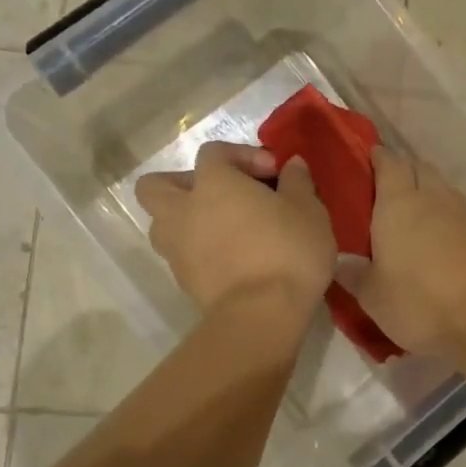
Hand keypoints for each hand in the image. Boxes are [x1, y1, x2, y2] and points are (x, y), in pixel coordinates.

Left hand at [136, 141, 335, 323]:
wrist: (263, 315)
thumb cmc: (288, 250)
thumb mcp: (308, 209)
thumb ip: (297, 181)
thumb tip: (292, 165)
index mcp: (212, 183)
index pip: (213, 152)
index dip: (243, 155)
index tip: (274, 172)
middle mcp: (183, 210)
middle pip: (157, 185)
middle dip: (183, 183)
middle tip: (220, 195)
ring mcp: (177, 249)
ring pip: (162, 223)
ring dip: (184, 219)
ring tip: (221, 228)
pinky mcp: (183, 281)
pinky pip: (181, 254)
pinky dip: (198, 250)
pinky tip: (231, 258)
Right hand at [344, 147, 465, 356]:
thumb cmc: (422, 303)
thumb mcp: (374, 298)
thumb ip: (354, 275)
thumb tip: (340, 259)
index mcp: (399, 204)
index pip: (389, 164)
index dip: (379, 158)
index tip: (370, 159)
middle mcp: (434, 197)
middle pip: (419, 168)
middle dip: (405, 171)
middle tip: (388, 188)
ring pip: (444, 189)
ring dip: (430, 192)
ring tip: (416, 214)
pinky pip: (463, 211)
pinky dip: (450, 215)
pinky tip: (445, 238)